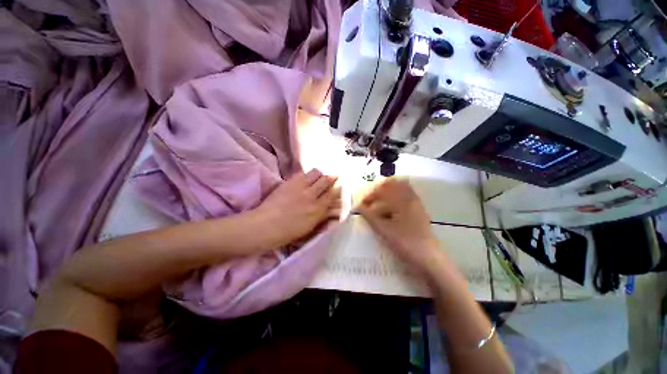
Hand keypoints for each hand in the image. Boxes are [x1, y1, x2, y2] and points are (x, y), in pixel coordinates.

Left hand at [255, 169, 340, 246]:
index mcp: (318, 210)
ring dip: (319, 174)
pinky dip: (307, 174)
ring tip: (318, 177)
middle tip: (331, 179)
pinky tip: (305, 178)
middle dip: (331, 178)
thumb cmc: (288, 232)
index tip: (339, 187)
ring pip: (316, 173)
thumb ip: (322, 216)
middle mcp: (312, 195)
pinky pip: (303, 173)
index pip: (332, 194)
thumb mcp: (310, 227)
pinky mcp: (290, 182)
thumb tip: (332, 208)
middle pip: (326, 180)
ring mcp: (300, 187)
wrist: (266, 226)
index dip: (337, 189)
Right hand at [358, 178, 440, 270]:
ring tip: (379, 205)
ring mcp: (418, 206)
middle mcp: (412, 199)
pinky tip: (391, 212)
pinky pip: (407, 199)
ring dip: (390, 194)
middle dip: (382, 189)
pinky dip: (397, 201)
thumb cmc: (405, 242)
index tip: (363, 204)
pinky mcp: (420, 213)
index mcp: (403, 200)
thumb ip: (370, 216)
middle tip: (372, 199)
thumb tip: (359, 206)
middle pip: (396, 185)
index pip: (384, 190)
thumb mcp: (384, 230)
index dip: (371, 195)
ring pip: (402, 191)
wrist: (429, 259)